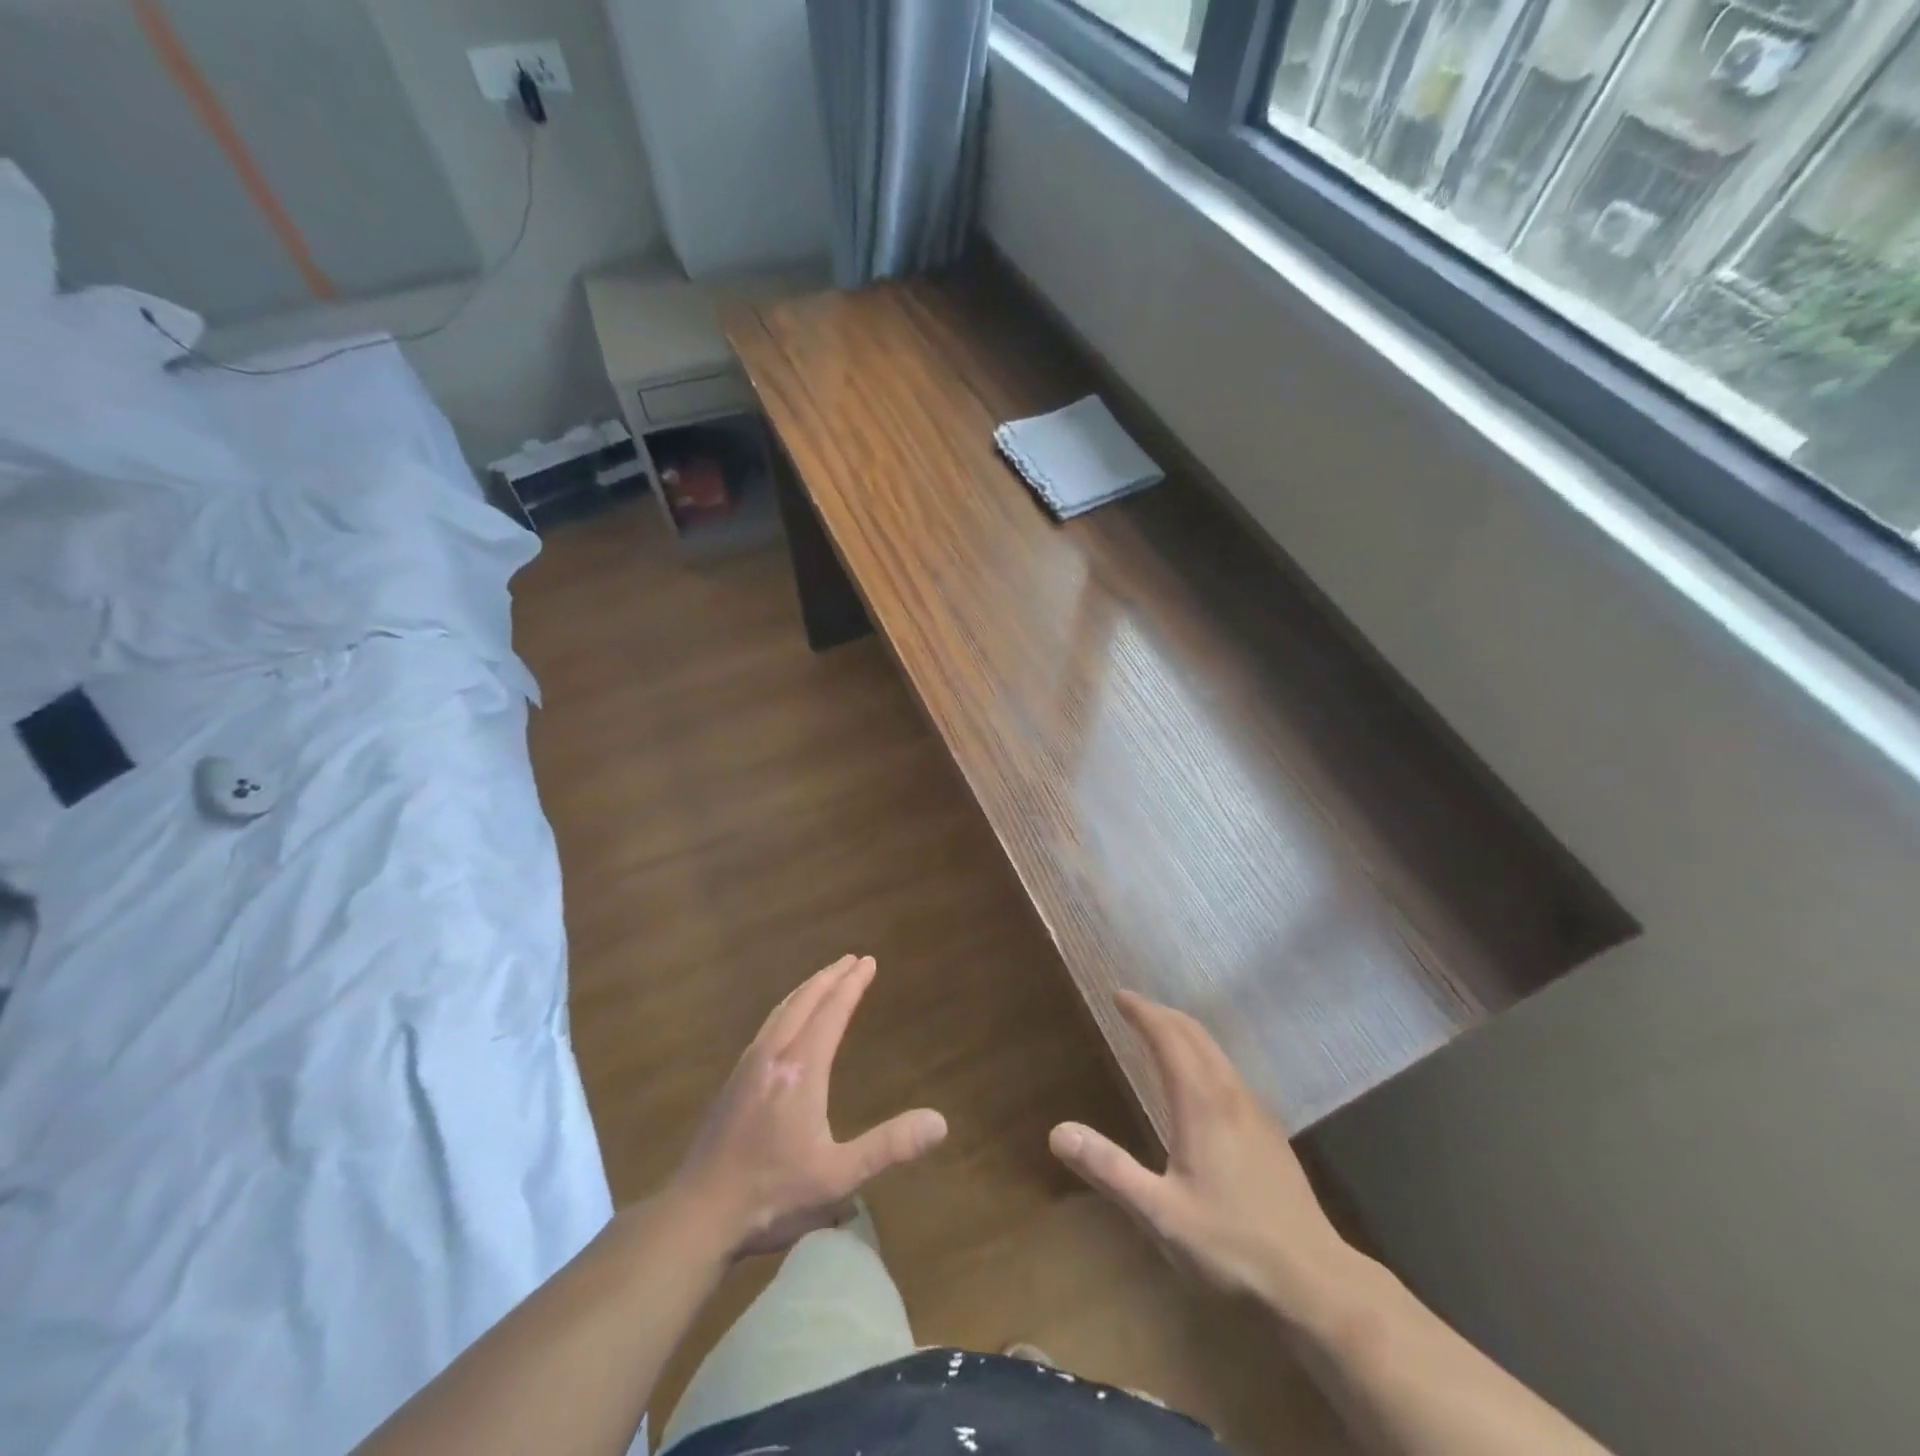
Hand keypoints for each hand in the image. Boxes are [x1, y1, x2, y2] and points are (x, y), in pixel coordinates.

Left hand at [668, 955, 947, 1259]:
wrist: (697, 1216)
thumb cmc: (772, 1195)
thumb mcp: (838, 1177)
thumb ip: (888, 1146)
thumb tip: (940, 1122)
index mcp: (801, 1069)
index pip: (832, 1012)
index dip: (852, 985)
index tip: (868, 961)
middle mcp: (774, 1056)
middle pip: (804, 1002)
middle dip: (830, 978)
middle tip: (852, 960)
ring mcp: (748, 1067)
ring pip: (781, 1011)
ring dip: (807, 990)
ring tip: (824, 980)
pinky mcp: (733, 1082)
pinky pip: (767, 1026)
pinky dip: (786, 1008)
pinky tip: (785, 1023)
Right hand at [1049, 991, 1357, 1320]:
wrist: (1315, 1282)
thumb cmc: (1232, 1246)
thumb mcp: (1160, 1213)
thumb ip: (1109, 1169)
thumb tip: (1057, 1131)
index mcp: (1201, 1102)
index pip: (1168, 1037)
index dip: (1142, 1012)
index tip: (1119, 995)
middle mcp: (1230, 1095)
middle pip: (1195, 1035)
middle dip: (1162, 1014)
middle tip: (1133, 1007)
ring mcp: (1256, 1112)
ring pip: (1216, 1052)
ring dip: (1185, 1032)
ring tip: (1160, 1034)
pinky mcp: (1270, 1133)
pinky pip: (1229, 1073)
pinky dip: (1204, 1056)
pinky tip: (1199, 1082)